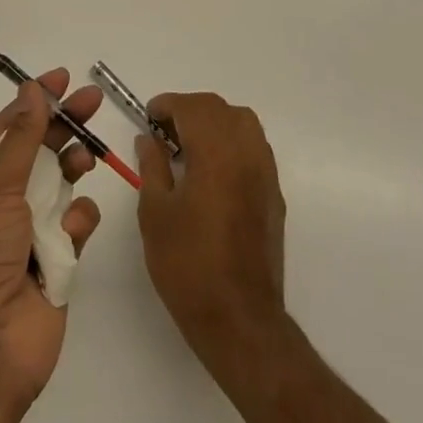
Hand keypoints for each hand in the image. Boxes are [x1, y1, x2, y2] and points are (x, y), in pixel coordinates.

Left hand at [0, 69, 102, 406]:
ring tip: (85, 160)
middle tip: (94, 101)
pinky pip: (78, 225)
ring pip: (63, 184)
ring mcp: (32, 232)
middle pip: (41, 150)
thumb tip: (31, 90)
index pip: (10, 129)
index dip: (34, 101)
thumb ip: (20, 139)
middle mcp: (4, 202)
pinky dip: (80, 221)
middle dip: (65, 125)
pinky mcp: (59, 262)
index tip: (63, 78)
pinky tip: (73, 232)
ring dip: (73, 167)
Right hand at [137, 93, 287, 373]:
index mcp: (216, 153)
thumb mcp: (155, 212)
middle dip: (189, 110)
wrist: (238, 318)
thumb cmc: (187, 264)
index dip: (167, 105)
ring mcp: (265, 174)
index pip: (193, 107)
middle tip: (163, 131)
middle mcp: (246, 154)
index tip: (148, 117)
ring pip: (243, 123)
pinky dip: (231, 143)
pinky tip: (211, 171)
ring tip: (187, 147)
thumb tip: (149, 139)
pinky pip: (254, 148)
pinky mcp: (274, 195)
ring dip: (214, 123)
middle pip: (220, 109)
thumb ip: (152, 166)